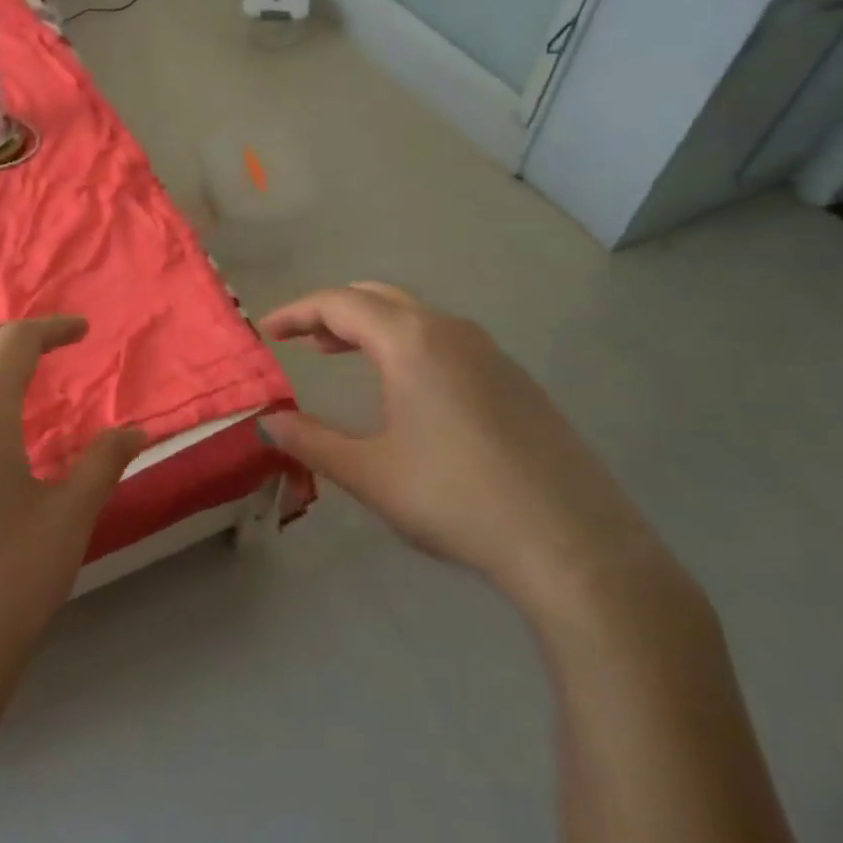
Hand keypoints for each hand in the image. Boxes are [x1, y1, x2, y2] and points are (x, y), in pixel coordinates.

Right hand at [260, 283, 672, 614]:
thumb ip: (310, 441)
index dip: (297, 312)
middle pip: (379, 298)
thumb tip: (268, 423)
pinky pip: (447, 341)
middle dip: (333, 312)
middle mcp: (451, 332)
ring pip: (417, 317)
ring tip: (343, 356)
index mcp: (411, 341)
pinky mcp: (516, 380)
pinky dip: (408, 345)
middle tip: (302, 340)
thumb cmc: (456, 499)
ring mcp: (491, 353)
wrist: (574, 545)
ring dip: (372, 327)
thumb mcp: (369, 473)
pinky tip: (406, 388)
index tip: (267, 331)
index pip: (339, 304)